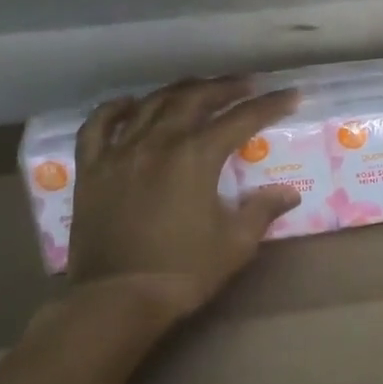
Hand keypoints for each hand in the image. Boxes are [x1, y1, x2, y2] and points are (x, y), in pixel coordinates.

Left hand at [62, 78, 302, 320]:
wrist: (118, 298)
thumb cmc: (183, 272)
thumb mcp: (235, 244)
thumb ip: (261, 211)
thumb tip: (289, 193)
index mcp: (195, 157)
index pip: (240, 120)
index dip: (269, 105)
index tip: (290, 95)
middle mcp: (157, 142)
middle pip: (194, 99)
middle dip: (224, 88)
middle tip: (246, 85)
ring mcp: (119, 152)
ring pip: (150, 104)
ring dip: (179, 91)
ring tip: (198, 89)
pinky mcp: (91, 168)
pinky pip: (99, 125)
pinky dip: (115, 108)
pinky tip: (130, 104)